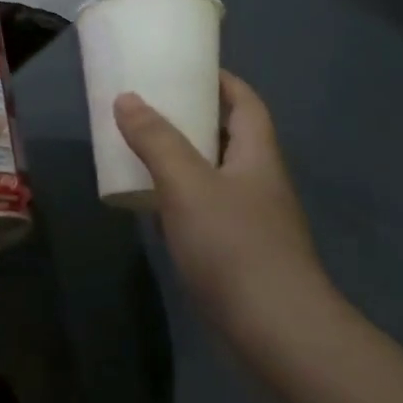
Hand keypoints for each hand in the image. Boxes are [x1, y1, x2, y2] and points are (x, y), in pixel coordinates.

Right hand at [114, 72, 334, 336]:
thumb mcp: (187, 184)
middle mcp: (259, 182)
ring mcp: (252, 220)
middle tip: (149, 106)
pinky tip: (153, 205)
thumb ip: (156, 140)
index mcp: (257, 155)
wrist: (276, 333)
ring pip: (215, 174)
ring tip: (142, 148)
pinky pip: (206, 209)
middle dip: (193, 117)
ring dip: (183, 159)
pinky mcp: (238, 254)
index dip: (220, 80)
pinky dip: (181, 197)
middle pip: (229, 136)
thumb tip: (127, 98)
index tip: (184, 68)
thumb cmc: (234, 246)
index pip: (245, 102)